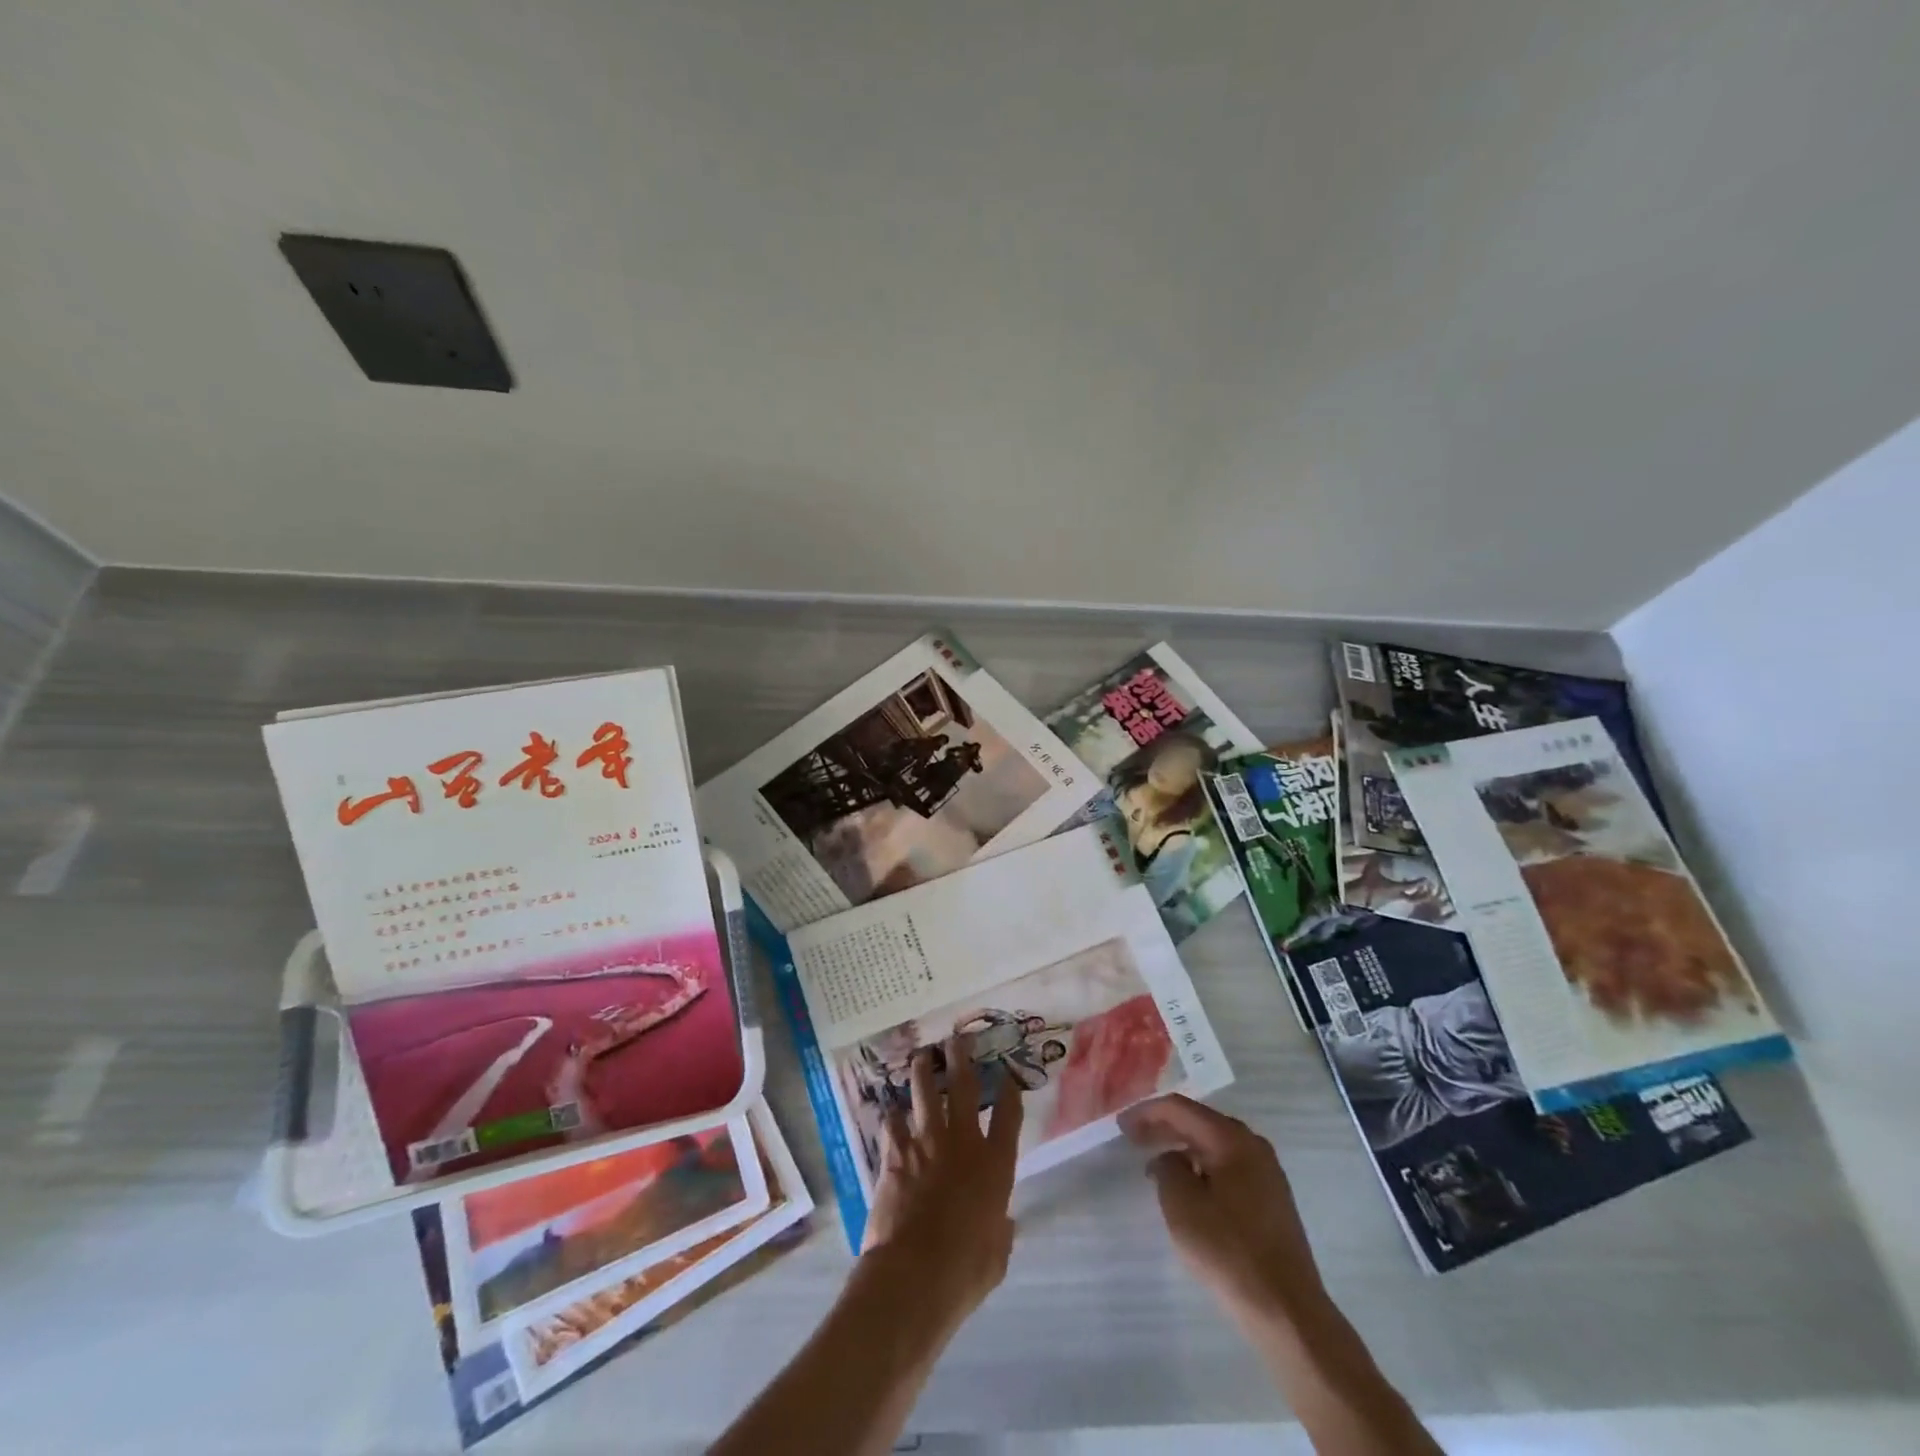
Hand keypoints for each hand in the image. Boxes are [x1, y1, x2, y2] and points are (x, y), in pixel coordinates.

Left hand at [859, 1038, 1023, 1332]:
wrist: (915, 1273)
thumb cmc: (965, 1271)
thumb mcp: (996, 1255)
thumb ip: (999, 1231)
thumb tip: (1000, 1224)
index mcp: (995, 1165)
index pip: (1008, 1115)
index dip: (1010, 1090)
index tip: (1008, 1074)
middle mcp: (963, 1142)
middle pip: (964, 1086)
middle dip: (962, 1057)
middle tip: (959, 1038)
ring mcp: (927, 1142)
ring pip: (925, 1092)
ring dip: (924, 1071)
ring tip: (922, 1056)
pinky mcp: (895, 1153)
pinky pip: (892, 1122)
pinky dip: (892, 1115)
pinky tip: (891, 1109)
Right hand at [1119, 1095, 1327, 1331]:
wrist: (1287, 1312)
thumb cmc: (1229, 1252)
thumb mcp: (1182, 1206)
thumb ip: (1167, 1168)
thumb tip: (1170, 1159)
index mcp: (1232, 1139)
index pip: (1180, 1109)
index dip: (1146, 1112)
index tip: (1121, 1126)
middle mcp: (1253, 1145)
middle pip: (1200, 1122)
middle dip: (1164, 1127)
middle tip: (1133, 1138)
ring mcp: (1267, 1173)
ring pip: (1215, 1145)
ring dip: (1184, 1147)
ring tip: (1156, 1162)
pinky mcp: (1272, 1199)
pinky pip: (1229, 1167)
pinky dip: (1203, 1167)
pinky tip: (1189, 1187)